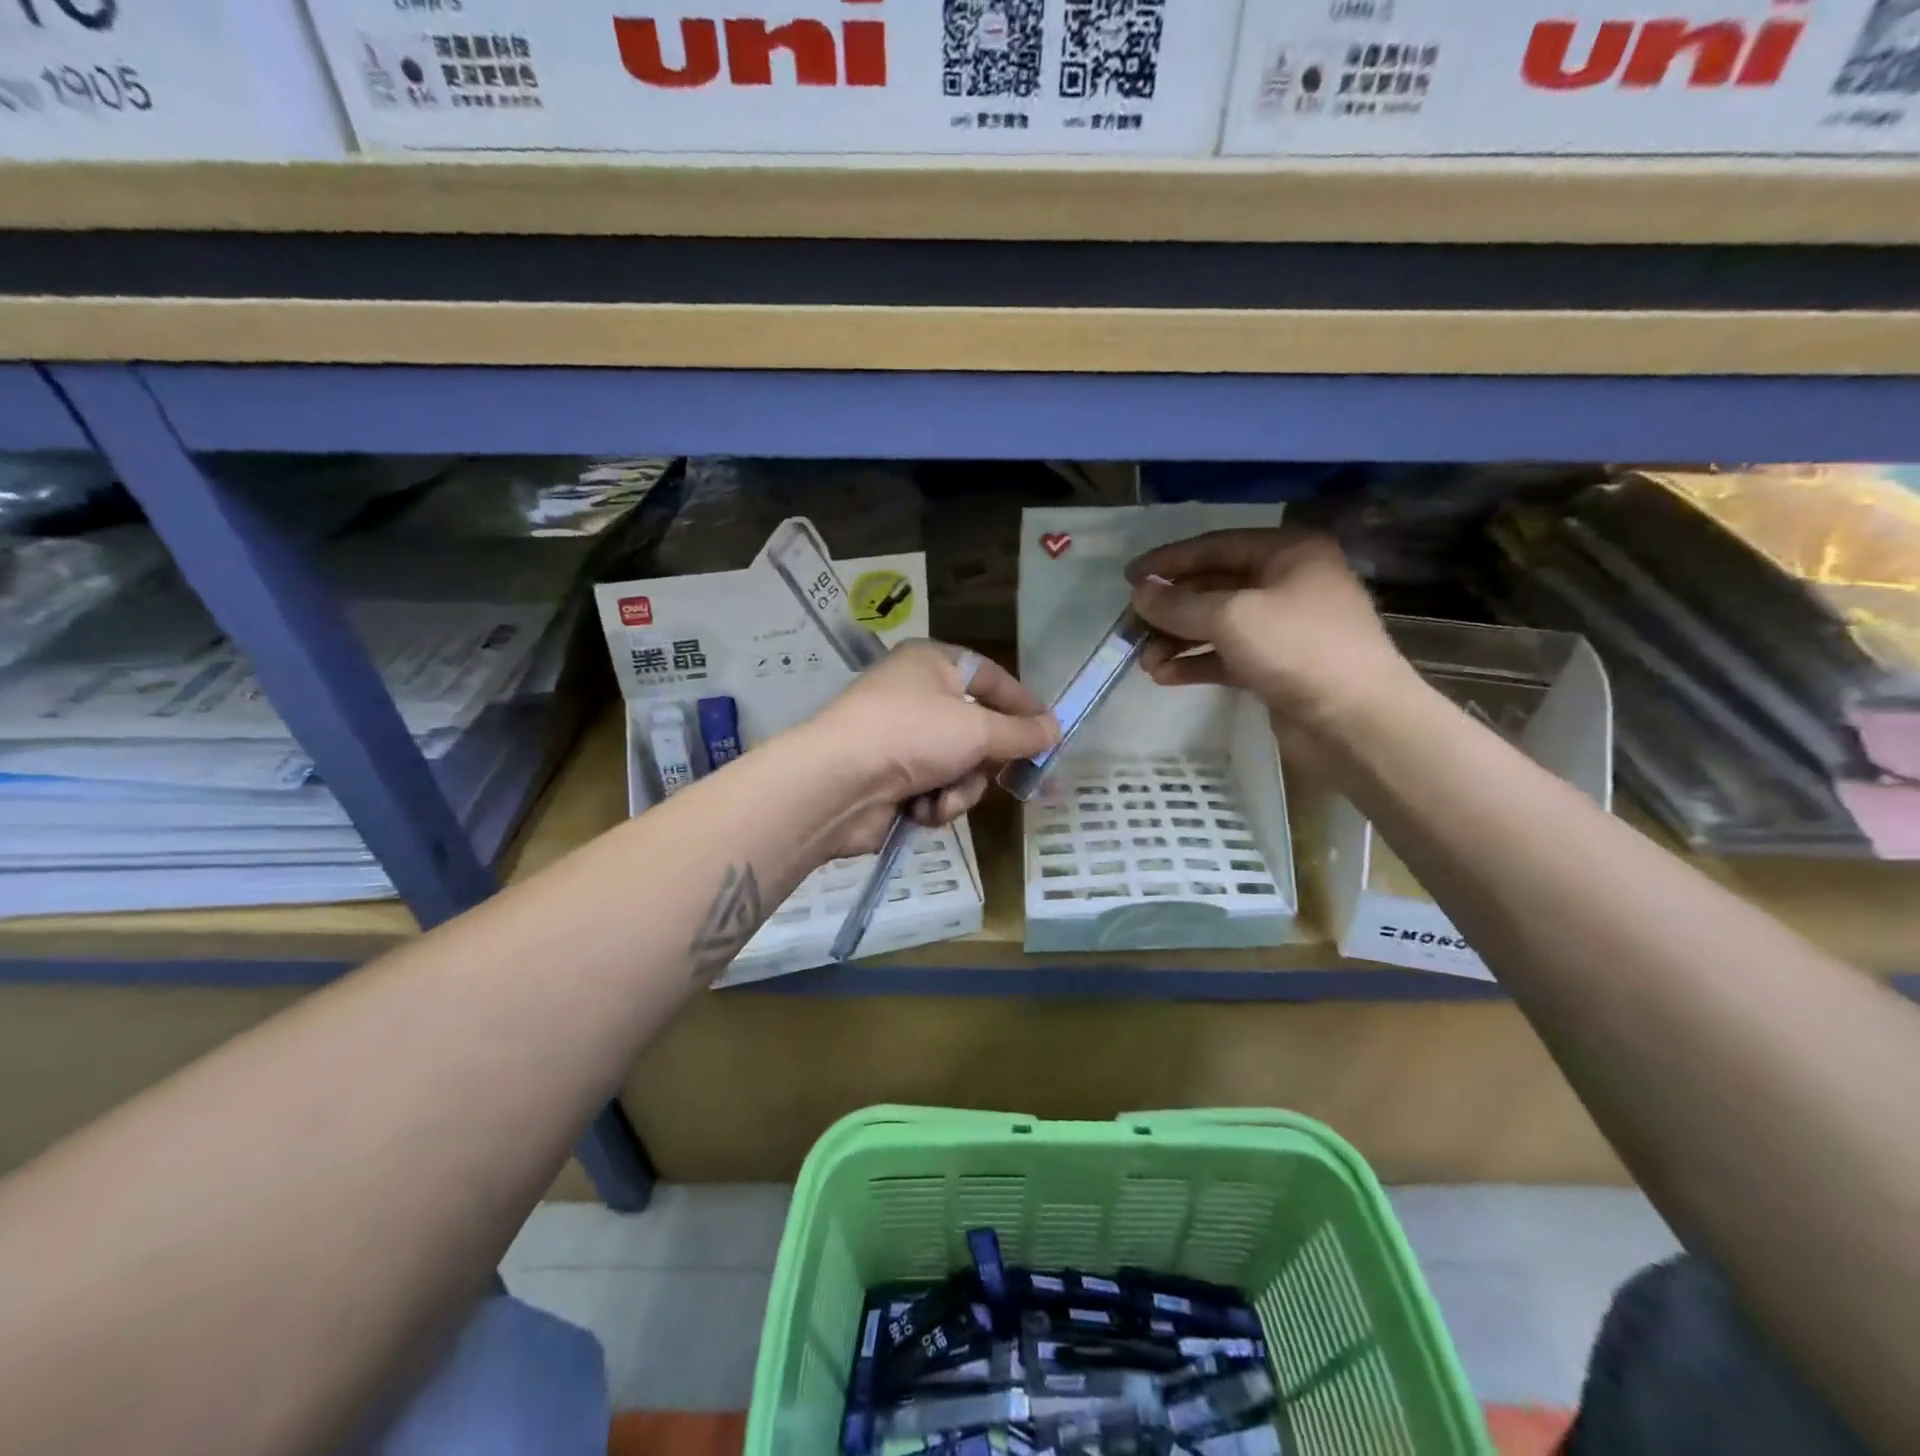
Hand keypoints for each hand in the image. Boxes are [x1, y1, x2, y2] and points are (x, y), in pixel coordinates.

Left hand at [790, 640, 1057, 856]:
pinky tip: (920, 810)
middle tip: (1002, 775)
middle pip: (978, 729)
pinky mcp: (892, 778)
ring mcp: (902, 739)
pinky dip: (935, 803)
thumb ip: (1021, 733)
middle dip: (986, 760)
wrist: (838, 784)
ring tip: (941, 798)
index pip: (991, 677)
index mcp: (933, 663)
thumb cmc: (912, 735)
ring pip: (960, 767)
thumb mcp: (978, 729)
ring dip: (960, 789)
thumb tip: (1054, 730)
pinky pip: (936, 790)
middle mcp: (917, 695)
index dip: (1022, 704)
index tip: (1049, 732)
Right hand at [1125, 528, 1417, 755]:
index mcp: (1287, 553)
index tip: (1129, 577)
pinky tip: (1165, 677)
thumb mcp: (1231, 617)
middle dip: (1170, 608)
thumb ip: (1179, 603)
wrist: (1356, 721)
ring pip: (1217, 625)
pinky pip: (1226, 657)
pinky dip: (1196, 664)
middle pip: (1213, 587)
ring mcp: (1283, 627)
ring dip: (1178, 640)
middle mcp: (1287, 583)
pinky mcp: (1276, 666)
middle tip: (1131, 626)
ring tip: (1145, 661)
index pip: (1215, 546)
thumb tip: (1140, 593)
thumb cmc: (1298, 649)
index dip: (1169, 561)